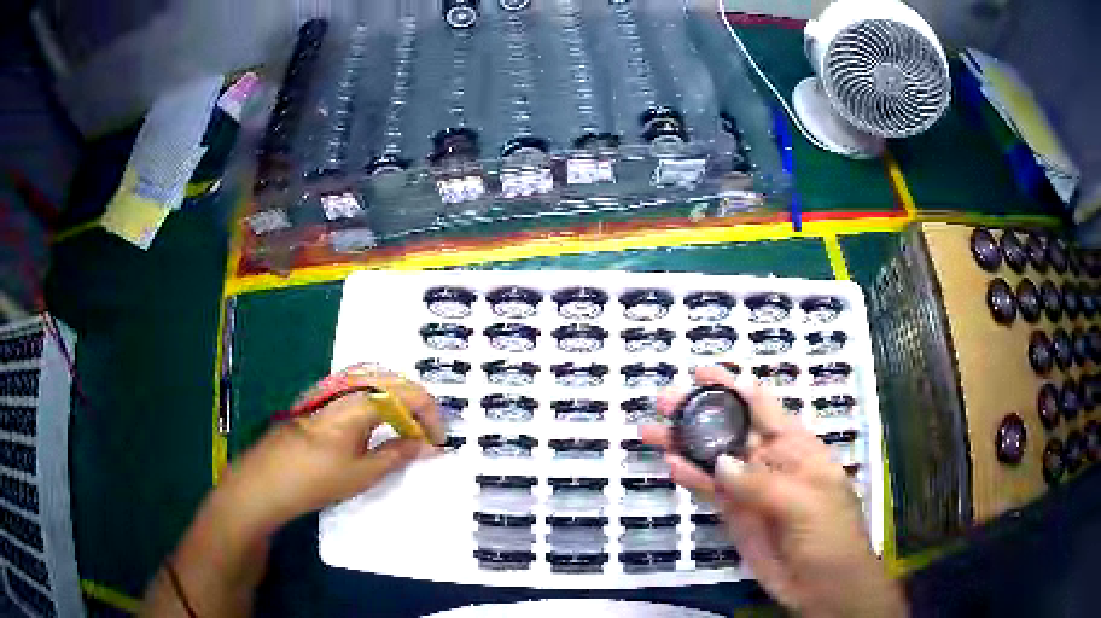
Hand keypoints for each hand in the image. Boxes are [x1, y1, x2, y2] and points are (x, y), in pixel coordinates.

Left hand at [216, 367, 444, 533]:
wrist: (265, 480)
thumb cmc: (316, 480)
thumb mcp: (363, 473)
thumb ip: (398, 455)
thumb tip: (427, 445)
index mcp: (359, 401)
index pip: (407, 394)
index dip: (430, 414)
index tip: (439, 441)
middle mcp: (345, 386)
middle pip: (391, 378)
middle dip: (416, 402)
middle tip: (426, 431)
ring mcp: (328, 389)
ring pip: (373, 379)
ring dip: (396, 399)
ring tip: (405, 427)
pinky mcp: (317, 399)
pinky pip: (356, 386)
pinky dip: (376, 399)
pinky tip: (374, 421)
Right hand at [640, 366, 904, 617]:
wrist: (824, 585)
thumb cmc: (829, 536)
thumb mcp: (804, 503)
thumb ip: (762, 483)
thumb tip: (720, 463)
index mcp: (797, 447)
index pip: (763, 407)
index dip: (734, 387)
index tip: (701, 373)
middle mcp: (771, 462)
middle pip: (731, 429)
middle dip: (699, 411)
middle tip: (664, 400)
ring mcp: (750, 489)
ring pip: (713, 459)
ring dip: (685, 443)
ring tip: (651, 429)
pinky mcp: (736, 515)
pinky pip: (710, 492)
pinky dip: (690, 478)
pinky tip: (670, 465)